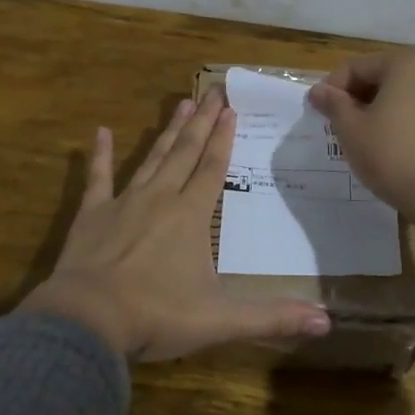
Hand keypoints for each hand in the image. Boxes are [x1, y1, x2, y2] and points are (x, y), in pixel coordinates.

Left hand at [21, 90, 332, 360]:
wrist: (88, 320)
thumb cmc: (157, 314)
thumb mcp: (221, 320)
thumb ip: (272, 317)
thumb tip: (326, 323)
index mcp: (191, 215)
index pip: (213, 168)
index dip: (224, 138)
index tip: (231, 109)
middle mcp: (160, 198)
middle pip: (186, 152)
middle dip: (202, 122)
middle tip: (213, 91)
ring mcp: (124, 202)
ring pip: (152, 158)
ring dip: (168, 132)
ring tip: (181, 103)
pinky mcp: (92, 214)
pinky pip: (98, 177)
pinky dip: (100, 155)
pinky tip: (100, 132)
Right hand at [307, 48, 414, 223]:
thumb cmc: (395, 157)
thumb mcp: (352, 131)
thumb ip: (334, 105)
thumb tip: (319, 90)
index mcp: (408, 61)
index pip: (358, 67)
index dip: (333, 89)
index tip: (319, 114)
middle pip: (388, 76)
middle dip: (362, 98)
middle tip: (344, 127)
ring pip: (412, 95)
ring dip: (389, 109)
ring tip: (373, 139)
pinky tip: (406, 147)